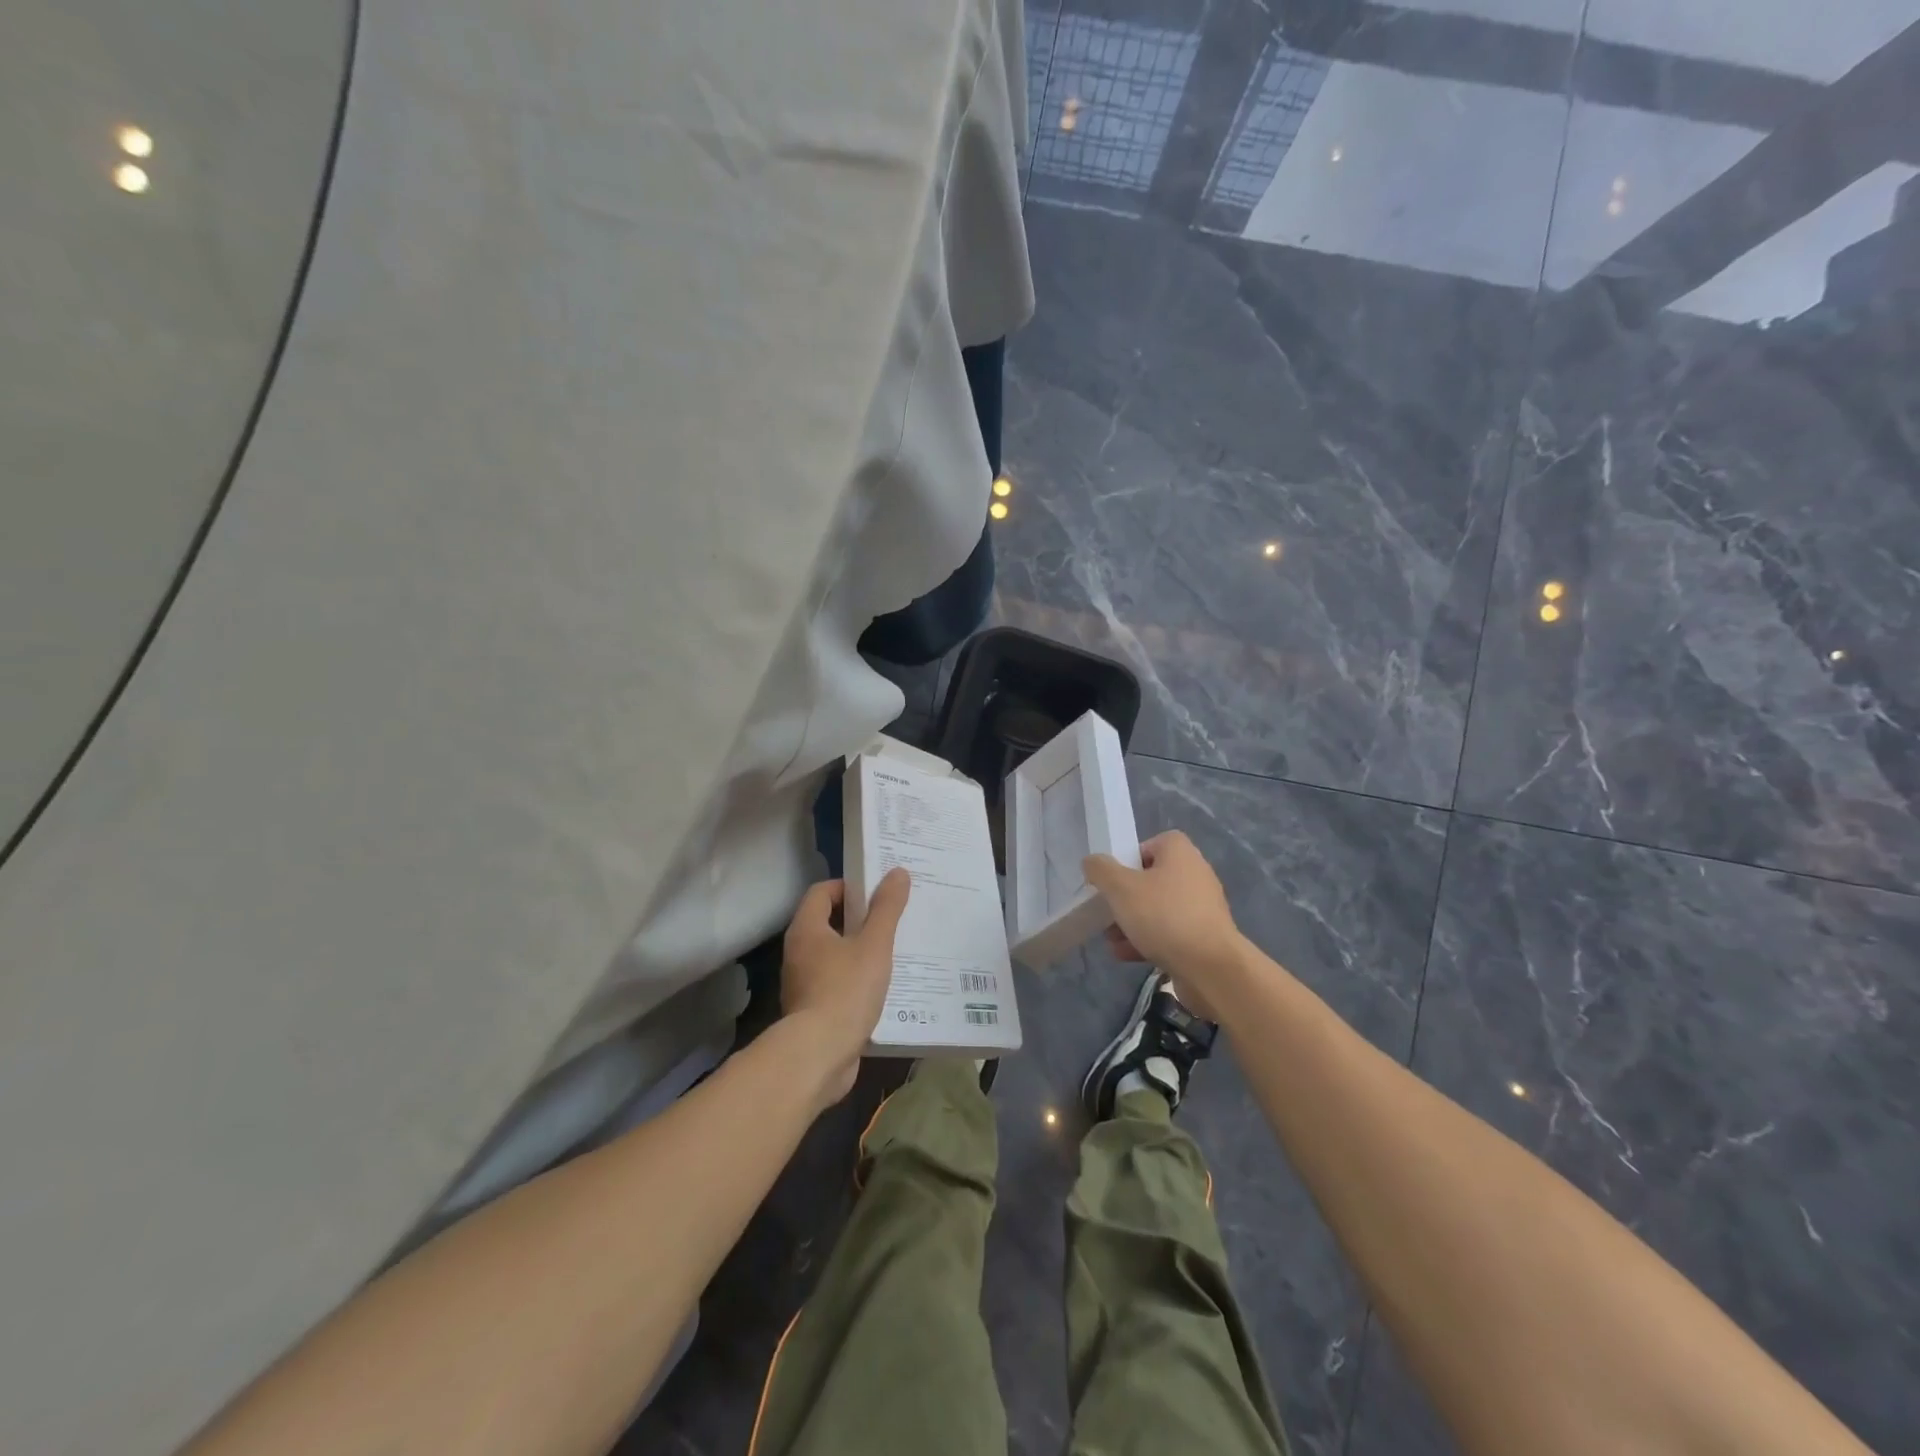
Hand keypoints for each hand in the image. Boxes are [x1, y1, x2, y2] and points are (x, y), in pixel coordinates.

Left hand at [780, 869, 909, 1106]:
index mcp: (807, 929)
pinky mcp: (813, 1011)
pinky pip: (837, 984)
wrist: (819, 1056)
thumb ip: (886, 909)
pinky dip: (857, 980)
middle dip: (860, 919)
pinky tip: (884, 987)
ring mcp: (803, 984)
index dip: (849, 886)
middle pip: (829, 922)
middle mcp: (798, 953)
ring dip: (860, 951)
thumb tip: (897, 872)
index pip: (822, 891)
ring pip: (835, 956)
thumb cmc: (845, 990)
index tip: (878, 892)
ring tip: (895, 951)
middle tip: (893, 917)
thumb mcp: (874, 944)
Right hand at [1083, 831, 1243, 1014]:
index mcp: (1181, 853)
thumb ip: (1101, 870)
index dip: (1129, 858)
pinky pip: (1171, 932)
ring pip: (1158, 909)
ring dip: (1133, 923)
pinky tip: (1128, 956)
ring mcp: (1202, 908)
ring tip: (1113, 941)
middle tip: (1108, 913)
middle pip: (1151, 880)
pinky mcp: (1205, 937)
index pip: (1152, 843)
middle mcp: (1196, 875)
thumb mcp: (1121, 888)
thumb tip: (1092, 862)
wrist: (1211, 968)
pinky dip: (1149, 941)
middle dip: (1125, 899)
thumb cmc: (1164, 916)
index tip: (1113, 878)